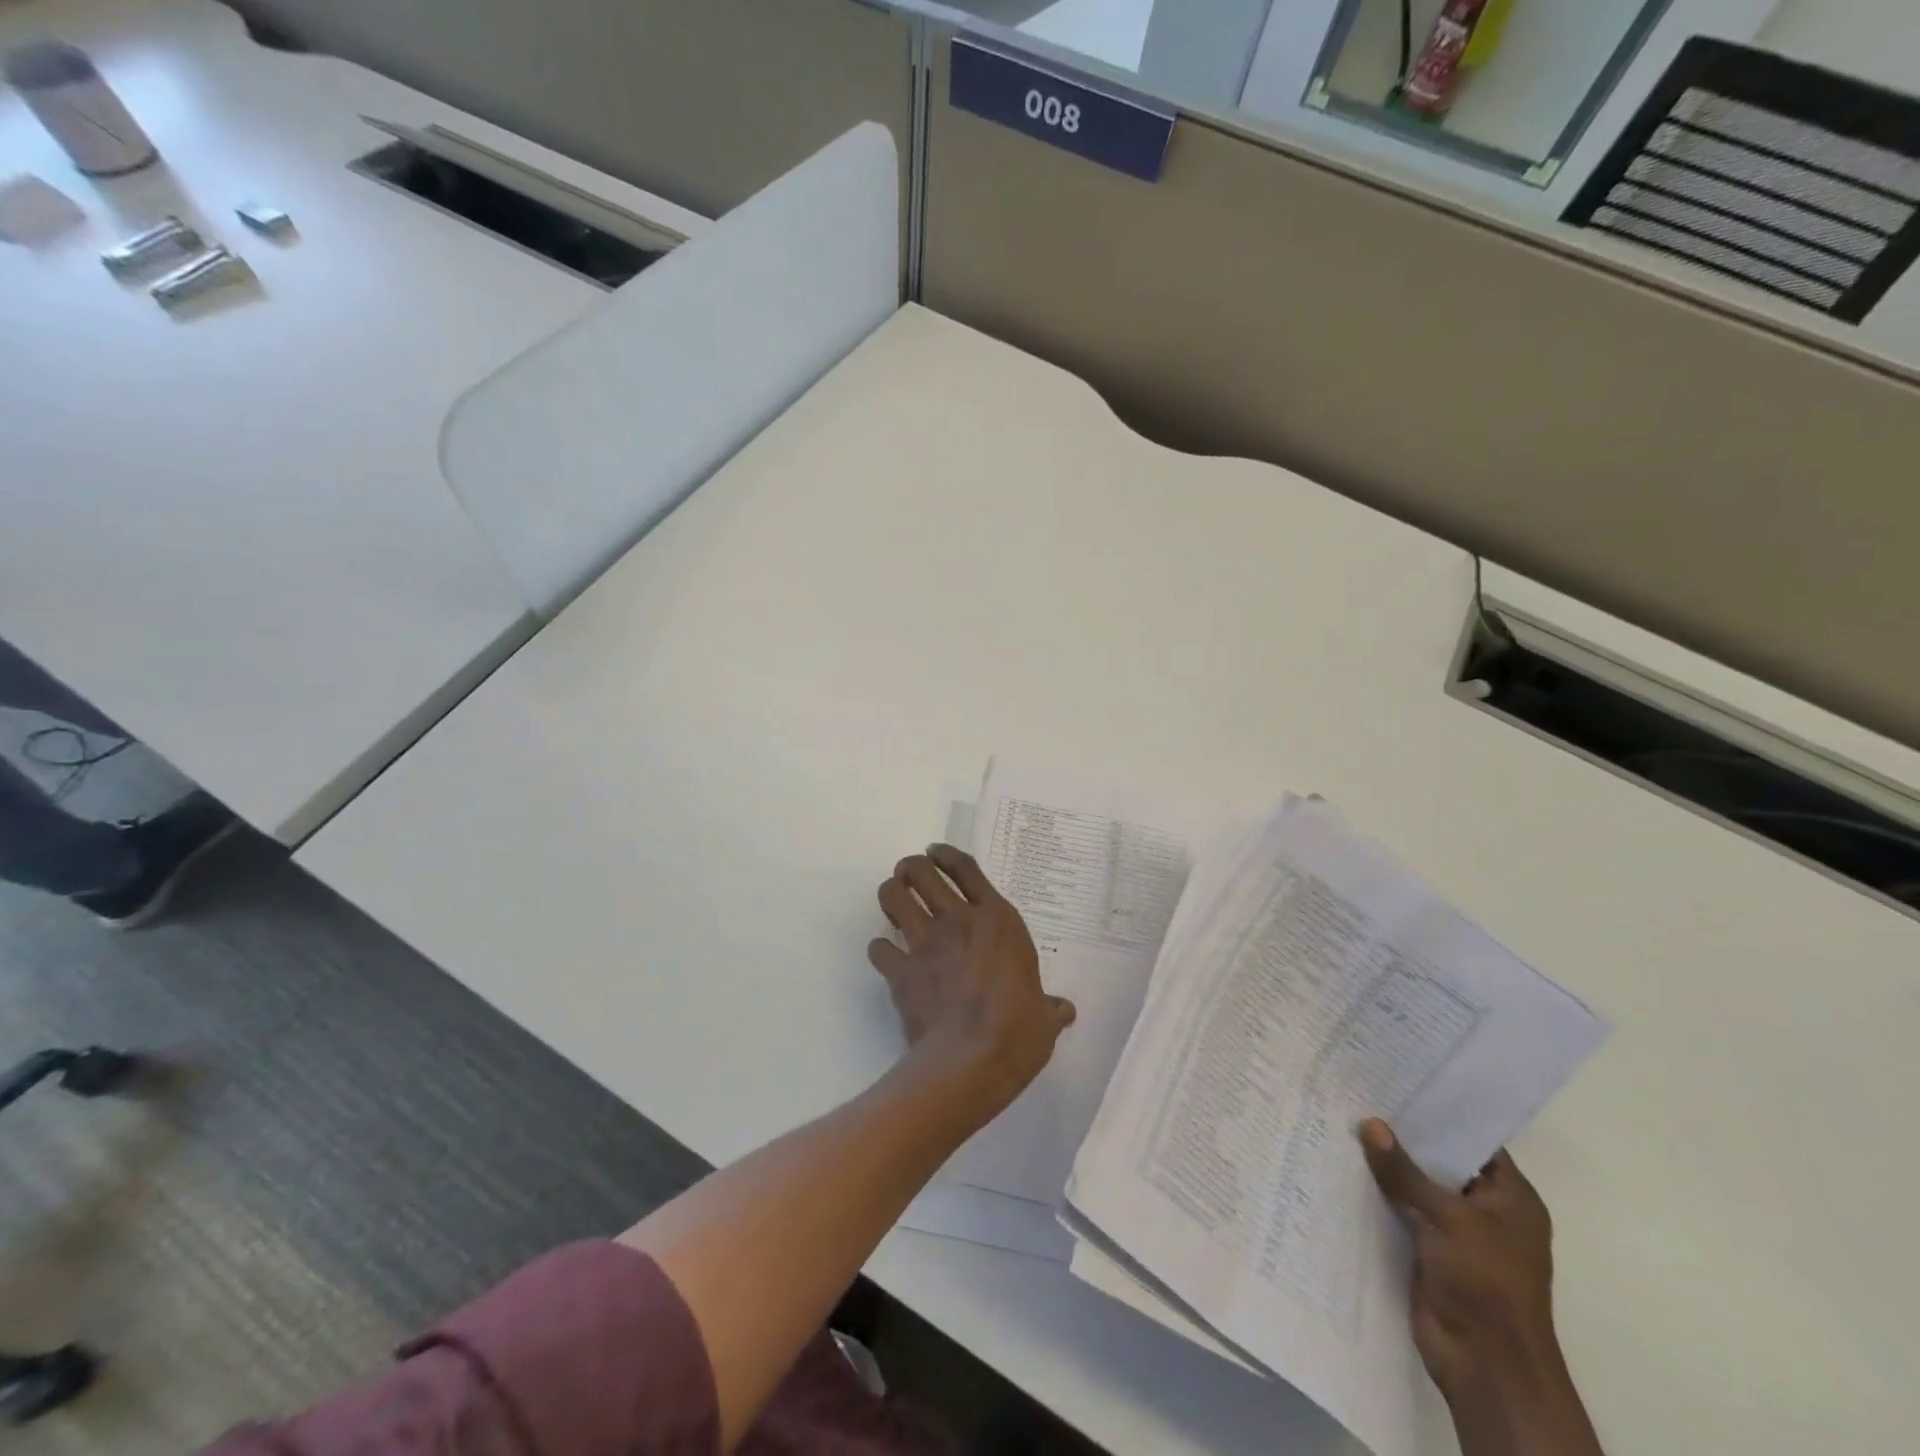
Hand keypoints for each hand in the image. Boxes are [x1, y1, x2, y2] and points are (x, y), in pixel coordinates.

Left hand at [870, 845, 1075, 1113]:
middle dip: (911, 867)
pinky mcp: (900, 972)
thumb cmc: (1018, 1032)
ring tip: (894, 899)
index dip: (947, 855)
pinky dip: (880, 949)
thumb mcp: (1044, 1018)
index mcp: (997, 921)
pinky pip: (878, 948)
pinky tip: (887, 956)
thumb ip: (1049, 1007)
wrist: (970, 1061)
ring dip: (891, 894)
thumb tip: (1064, 1010)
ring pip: (894, 897)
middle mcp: (958, 921)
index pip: (967, 869)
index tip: (935, 851)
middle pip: (922, 872)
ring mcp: (925, 944)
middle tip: (910, 874)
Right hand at [1360, 1120, 1568, 1403]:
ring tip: (1343, 1121)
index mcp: (1512, 1199)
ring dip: (1387, 1166)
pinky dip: (1378, 1195)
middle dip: (1404, 1136)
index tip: (1399, 1082)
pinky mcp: (1429, 1251)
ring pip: (1417, 1187)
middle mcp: (1487, 1211)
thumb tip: (1370, 1123)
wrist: (1487, 1367)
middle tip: (1361, 1094)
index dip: (1441, 1113)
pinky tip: (1344, 1167)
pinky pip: (1401, 1211)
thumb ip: (1405, 1171)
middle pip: (1441, 1162)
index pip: (1475, 1141)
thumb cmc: (1486, 1283)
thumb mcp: (1448, 1218)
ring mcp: (1457, 1233)